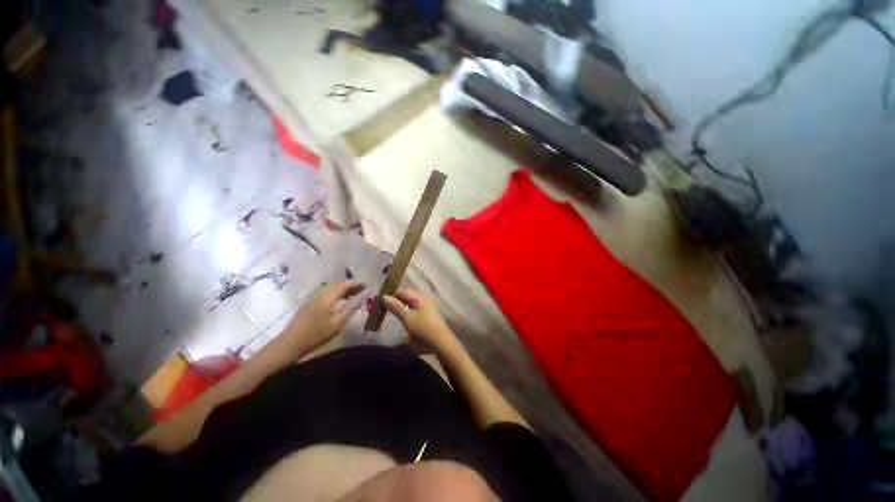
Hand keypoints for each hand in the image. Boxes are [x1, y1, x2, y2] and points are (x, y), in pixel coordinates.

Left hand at [286, 281, 364, 351]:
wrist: (291, 343)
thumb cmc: (317, 333)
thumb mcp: (339, 321)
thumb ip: (352, 306)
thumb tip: (365, 293)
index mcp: (328, 296)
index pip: (345, 284)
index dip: (356, 283)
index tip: (367, 286)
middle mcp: (320, 293)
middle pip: (337, 284)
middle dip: (350, 285)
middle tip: (361, 291)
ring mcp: (313, 297)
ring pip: (331, 288)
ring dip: (342, 289)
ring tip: (352, 295)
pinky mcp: (309, 303)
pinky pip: (325, 292)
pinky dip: (335, 293)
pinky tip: (339, 301)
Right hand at [382, 288, 455, 349]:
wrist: (440, 342)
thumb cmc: (423, 328)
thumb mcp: (407, 318)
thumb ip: (395, 306)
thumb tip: (384, 296)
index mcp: (420, 298)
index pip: (403, 291)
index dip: (392, 294)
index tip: (380, 301)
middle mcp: (424, 300)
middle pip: (407, 296)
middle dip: (396, 300)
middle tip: (384, 307)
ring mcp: (427, 307)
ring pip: (410, 303)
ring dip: (401, 306)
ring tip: (391, 312)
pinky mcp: (427, 316)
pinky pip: (414, 309)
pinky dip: (406, 311)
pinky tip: (402, 318)